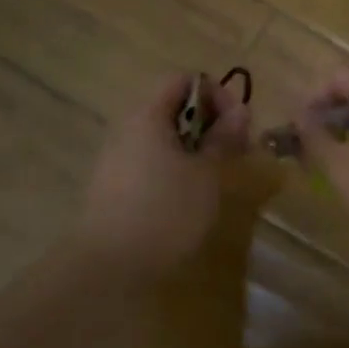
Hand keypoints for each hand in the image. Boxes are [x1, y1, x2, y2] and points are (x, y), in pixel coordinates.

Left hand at [73, 73, 249, 283]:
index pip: (184, 80)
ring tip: (217, 176)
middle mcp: (128, 128)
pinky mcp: (115, 186)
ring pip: (165, 137)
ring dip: (197, 148)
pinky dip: (177, 168)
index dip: (217, 94)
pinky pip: (152, 161)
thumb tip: (240, 111)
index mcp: (148, 115)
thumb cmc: (166, 211)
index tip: (239, 126)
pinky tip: (191, 196)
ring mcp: (117, 158)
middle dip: (210, 123)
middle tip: (234, 152)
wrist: (109, 267)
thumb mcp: (208, 173)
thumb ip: (225, 138)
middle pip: (174, 107)